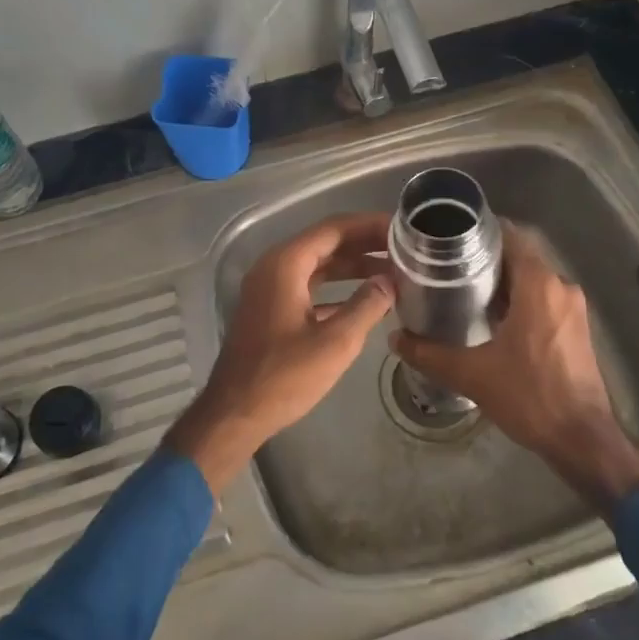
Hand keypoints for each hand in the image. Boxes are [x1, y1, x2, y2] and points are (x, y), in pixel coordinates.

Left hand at [165, 213, 394, 492]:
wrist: (234, 413)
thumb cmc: (284, 376)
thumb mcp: (335, 342)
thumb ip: (366, 305)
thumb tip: (390, 281)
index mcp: (286, 264)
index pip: (334, 229)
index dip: (369, 226)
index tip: (401, 229)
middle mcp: (274, 267)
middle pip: (326, 243)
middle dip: (364, 244)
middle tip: (404, 248)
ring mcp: (270, 288)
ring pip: (318, 265)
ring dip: (353, 266)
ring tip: (392, 271)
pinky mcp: (271, 309)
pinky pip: (308, 286)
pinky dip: (336, 288)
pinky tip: (365, 300)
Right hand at [391, 224, 638, 510]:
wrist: (583, 440)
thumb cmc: (530, 396)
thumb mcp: (472, 375)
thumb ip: (430, 353)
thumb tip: (395, 339)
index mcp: (539, 285)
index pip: (512, 236)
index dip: (482, 231)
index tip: (451, 235)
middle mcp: (561, 287)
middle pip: (520, 256)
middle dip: (486, 257)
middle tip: (447, 264)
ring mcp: (572, 309)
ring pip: (532, 279)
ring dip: (502, 280)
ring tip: (462, 288)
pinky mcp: (576, 328)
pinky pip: (542, 298)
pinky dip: (518, 298)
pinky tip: (490, 316)